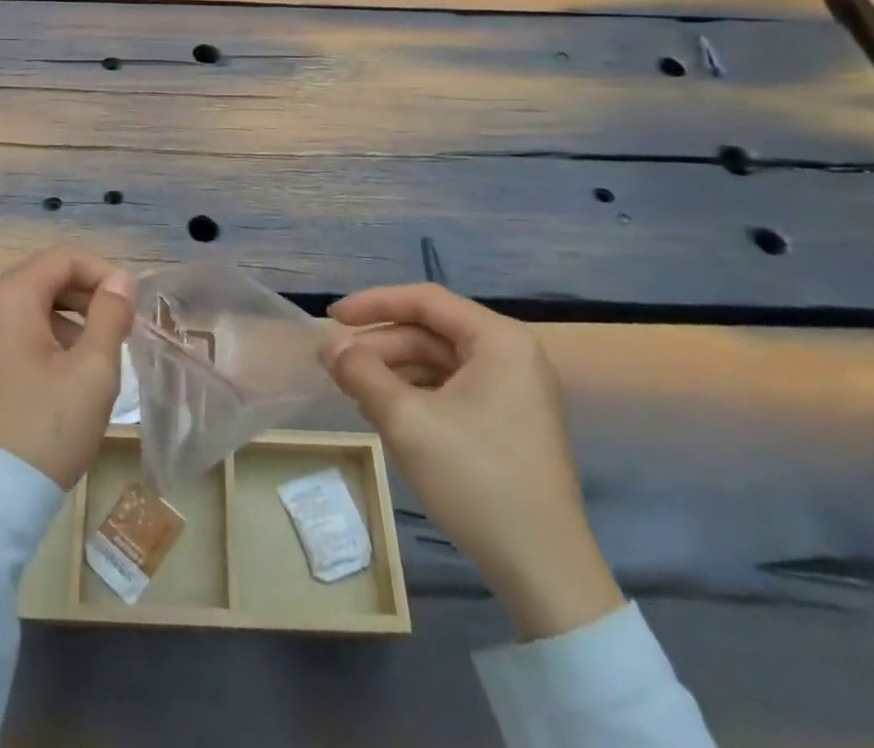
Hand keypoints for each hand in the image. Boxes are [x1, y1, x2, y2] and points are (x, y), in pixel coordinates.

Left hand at [0, 248, 137, 489]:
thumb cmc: (44, 430)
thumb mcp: (93, 371)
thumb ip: (110, 315)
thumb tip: (121, 280)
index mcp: (8, 298)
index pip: (62, 259)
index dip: (102, 273)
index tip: (130, 304)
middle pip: (41, 280)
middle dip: (83, 298)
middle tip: (117, 330)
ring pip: (24, 310)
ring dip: (63, 321)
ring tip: (91, 360)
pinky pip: (6, 336)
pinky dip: (37, 341)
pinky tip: (58, 379)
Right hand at [320, 284, 623, 641]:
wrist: (545, 572)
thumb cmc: (476, 480)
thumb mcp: (406, 420)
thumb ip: (361, 372)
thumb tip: (328, 347)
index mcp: (499, 340)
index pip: (425, 300)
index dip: (373, 303)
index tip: (332, 318)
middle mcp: (512, 354)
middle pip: (431, 331)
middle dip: (380, 345)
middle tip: (335, 365)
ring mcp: (514, 390)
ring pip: (438, 361)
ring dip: (393, 370)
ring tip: (352, 390)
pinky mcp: (509, 422)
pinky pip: (452, 388)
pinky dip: (415, 393)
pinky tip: (384, 411)